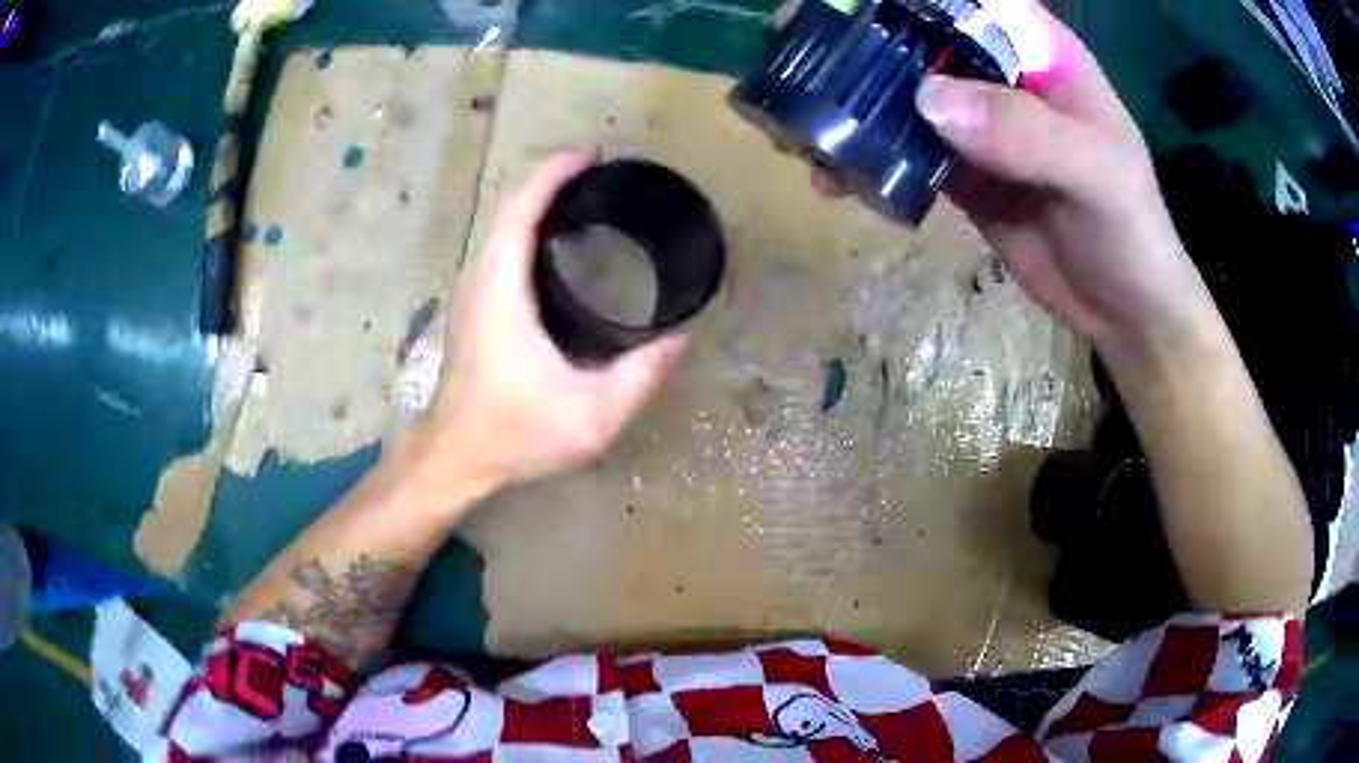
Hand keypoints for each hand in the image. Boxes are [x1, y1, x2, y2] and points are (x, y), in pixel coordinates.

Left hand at [423, 151, 688, 486]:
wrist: (456, 455)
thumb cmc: (515, 433)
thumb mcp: (591, 416)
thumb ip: (641, 376)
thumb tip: (682, 339)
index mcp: (503, 287)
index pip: (522, 206)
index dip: (555, 171)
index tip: (594, 156)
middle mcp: (482, 276)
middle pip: (511, 204)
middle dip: (553, 178)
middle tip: (604, 176)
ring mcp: (474, 289)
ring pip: (504, 223)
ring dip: (540, 200)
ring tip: (589, 199)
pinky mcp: (475, 305)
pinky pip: (502, 245)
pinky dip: (530, 225)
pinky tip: (562, 243)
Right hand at [817, 4, 1211, 356]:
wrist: (1122, 309)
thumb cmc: (1129, 230)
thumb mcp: (1095, 175)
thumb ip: (1026, 133)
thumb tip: (928, 99)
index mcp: (1038, 53)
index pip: (969, 2)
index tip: (850, 2)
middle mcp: (1001, 77)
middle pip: (921, 41)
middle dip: (860, 43)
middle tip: (797, 48)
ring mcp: (978, 124)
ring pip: (903, 96)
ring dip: (852, 106)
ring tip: (800, 124)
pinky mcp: (961, 171)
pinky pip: (905, 154)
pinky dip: (868, 163)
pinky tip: (835, 179)